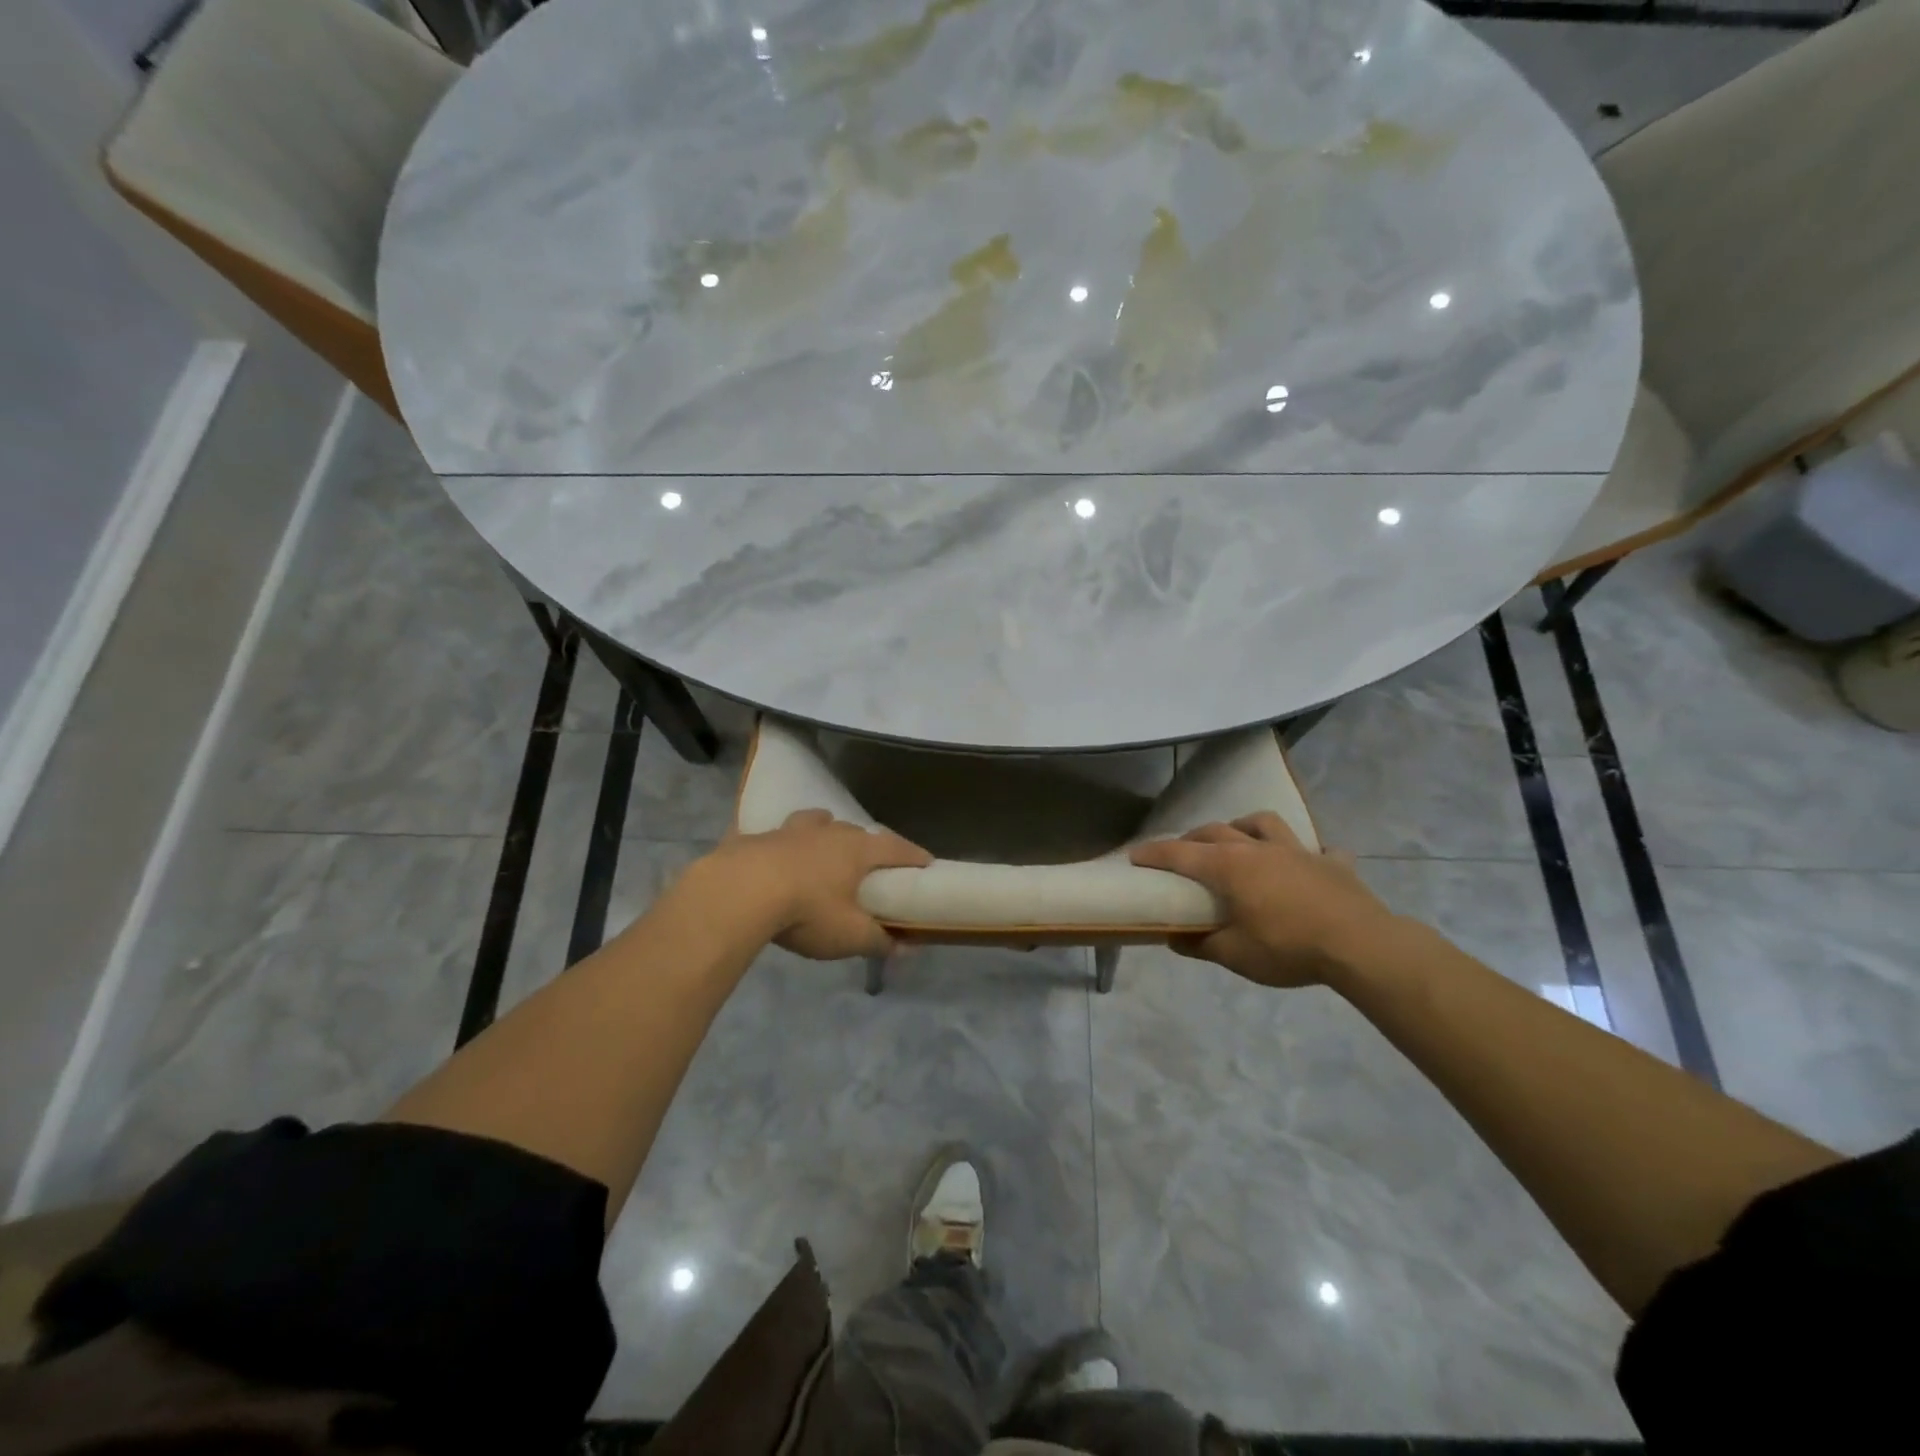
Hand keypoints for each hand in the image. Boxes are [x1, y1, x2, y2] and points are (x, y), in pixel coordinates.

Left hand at [705, 809, 932, 960]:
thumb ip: (878, 941)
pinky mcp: (753, 838)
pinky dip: (776, 842)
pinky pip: (770, 835)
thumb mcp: (849, 935)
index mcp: (856, 851)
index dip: (912, 855)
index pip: (895, 848)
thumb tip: (904, 950)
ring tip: (823, 840)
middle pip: (854, 830)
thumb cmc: (807, 911)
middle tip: (869, 859)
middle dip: (866, 843)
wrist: (740, 892)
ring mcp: (788, 831)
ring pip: (814, 821)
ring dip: (823, 828)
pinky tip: (769, 853)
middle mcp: (826, 833)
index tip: (926, 862)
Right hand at [1129, 813, 1391, 986]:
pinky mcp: (1332, 863)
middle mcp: (1258, 849)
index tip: (1136, 855)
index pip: (1180, 853)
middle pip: (1216, 831)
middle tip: (1182, 850)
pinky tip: (1309, 863)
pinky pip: (1320, 850)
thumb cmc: (1288, 948)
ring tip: (1238, 838)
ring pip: (1263, 823)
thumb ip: (1202, 945)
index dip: (1155, 853)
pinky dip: (1310, 853)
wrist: (1360, 945)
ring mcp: (1297, 851)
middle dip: (1193, 837)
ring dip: (1244, 826)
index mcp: (1229, 867)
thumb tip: (1175, 938)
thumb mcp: (1236, 956)